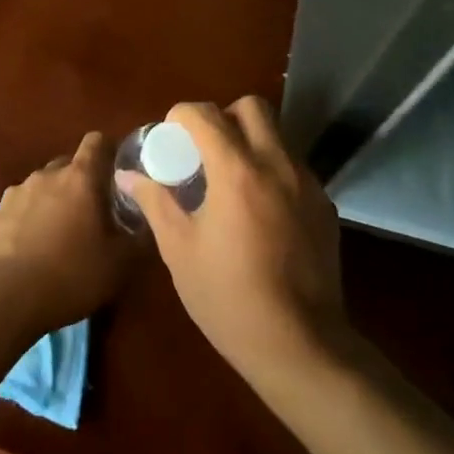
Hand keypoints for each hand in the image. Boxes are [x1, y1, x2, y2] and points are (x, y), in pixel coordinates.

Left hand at [0, 131, 133, 333]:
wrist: (5, 297)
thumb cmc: (71, 274)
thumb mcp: (119, 263)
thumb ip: (138, 237)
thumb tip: (149, 223)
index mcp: (80, 178)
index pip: (96, 141)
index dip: (109, 151)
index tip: (117, 172)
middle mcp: (46, 175)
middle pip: (68, 165)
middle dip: (81, 182)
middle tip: (92, 212)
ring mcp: (16, 193)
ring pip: (42, 187)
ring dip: (53, 201)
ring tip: (59, 234)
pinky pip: (19, 208)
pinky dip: (28, 219)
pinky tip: (31, 248)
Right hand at [123, 98, 350, 387]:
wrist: (300, 346)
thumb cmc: (228, 298)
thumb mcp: (179, 250)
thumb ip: (156, 202)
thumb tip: (128, 175)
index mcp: (236, 171)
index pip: (205, 113)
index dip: (180, 116)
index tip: (170, 139)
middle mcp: (277, 164)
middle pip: (252, 107)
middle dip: (223, 116)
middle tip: (204, 150)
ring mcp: (307, 183)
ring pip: (277, 134)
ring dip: (250, 141)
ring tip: (231, 181)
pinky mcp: (325, 205)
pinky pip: (294, 167)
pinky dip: (272, 171)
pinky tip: (260, 211)